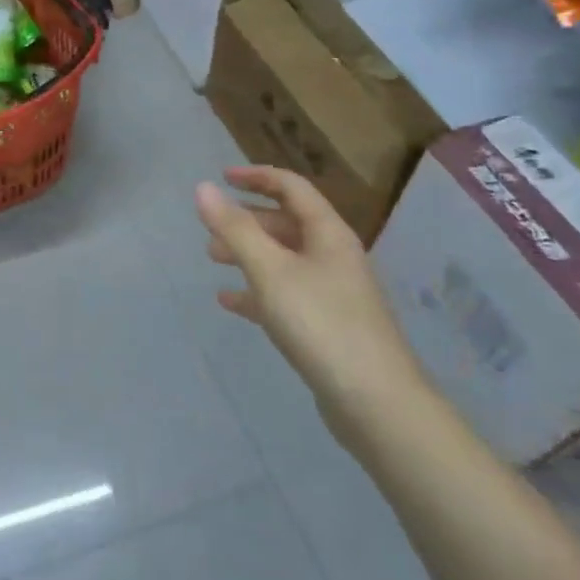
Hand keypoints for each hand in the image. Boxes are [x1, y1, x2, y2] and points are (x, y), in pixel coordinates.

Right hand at [195, 166, 430, 427]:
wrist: (376, 402)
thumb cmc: (321, 323)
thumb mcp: (270, 270)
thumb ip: (234, 228)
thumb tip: (203, 187)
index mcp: (328, 234)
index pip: (292, 188)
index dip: (257, 177)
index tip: (221, 178)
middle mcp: (334, 256)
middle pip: (287, 223)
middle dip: (247, 221)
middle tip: (210, 231)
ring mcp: (333, 292)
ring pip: (284, 259)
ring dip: (248, 254)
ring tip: (214, 261)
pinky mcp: (327, 325)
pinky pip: (285, 294)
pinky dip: (256, 290)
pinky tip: (229, 300)